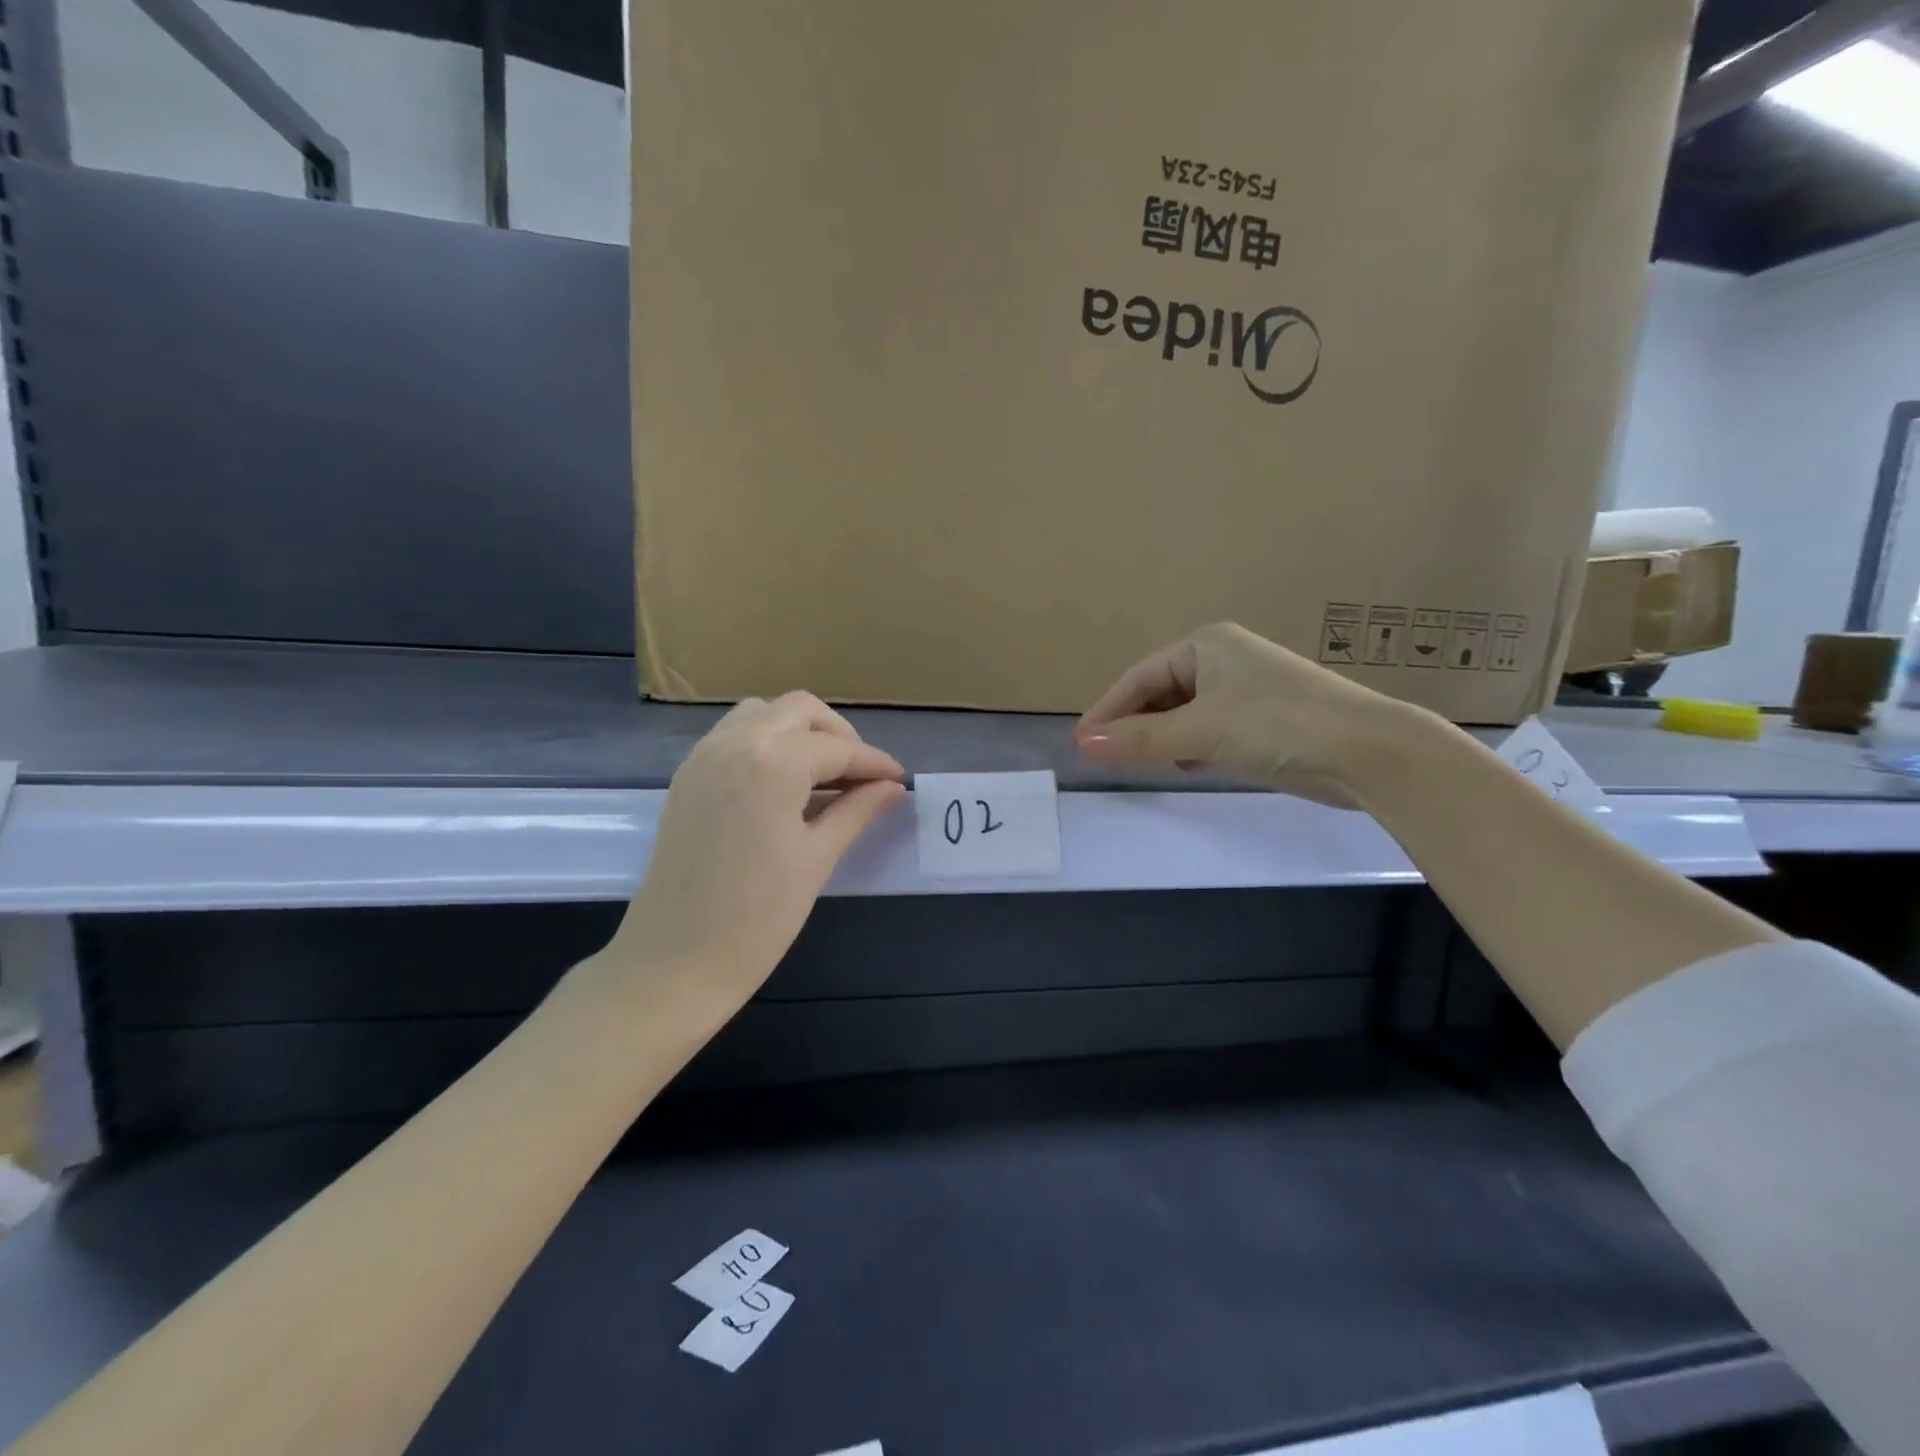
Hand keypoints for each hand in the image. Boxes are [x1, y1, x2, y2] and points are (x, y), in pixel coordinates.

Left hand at [608, 693, 905, 1015]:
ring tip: (824, 776)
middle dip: (838, 735)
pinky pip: (734, 735)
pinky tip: (785, 784)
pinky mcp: (687, 777)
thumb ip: (856, 811)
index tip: (899, 780)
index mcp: (773, 762)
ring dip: (799, 732)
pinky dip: (766, 743)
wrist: (673, 963)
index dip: (874, 763)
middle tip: (862, 776)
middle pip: (799, 711)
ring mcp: (704, 756)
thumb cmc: (758, 918)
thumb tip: (892, 788)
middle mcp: (735, 743)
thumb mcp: (817, 859)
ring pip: (762, 714)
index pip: (837, 748)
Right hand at [1073, 621, 1409, 805]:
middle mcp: (1223, 658)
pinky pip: (1208, 725)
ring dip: (1161, 736)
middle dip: (1134, 724)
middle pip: (1160, 691)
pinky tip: (1187, 764)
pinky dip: (1190, 744)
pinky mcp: (1263, 716)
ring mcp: (1246, 687)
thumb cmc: (1276, 726)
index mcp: (1206, 644)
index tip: (1081, 744)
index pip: (1139, 677)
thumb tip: (1083, 745)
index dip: (1107, 711)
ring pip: (1183, 711)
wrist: (1367, 752)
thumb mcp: (1200, 733)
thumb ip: (1139, 739)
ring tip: (1142, 763)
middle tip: (1108, 758)